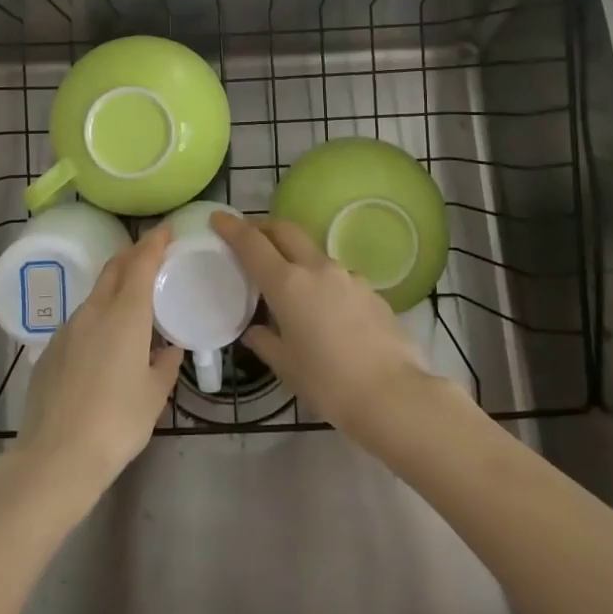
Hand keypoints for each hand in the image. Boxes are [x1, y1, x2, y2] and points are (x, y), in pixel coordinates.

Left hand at [7, 225, 183, 506]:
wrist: (55, 457)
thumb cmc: (116, 423)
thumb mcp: (154, 396)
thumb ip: (165, 366)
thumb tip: (169, 349)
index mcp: (125, 315)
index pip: (141, 263)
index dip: (154, 242)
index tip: (166, 230)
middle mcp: (94, 312)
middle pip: (114, 270)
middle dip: (133, 256)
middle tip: (151, 256)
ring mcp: (67, 330)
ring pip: (95, 296)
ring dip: (114, 289)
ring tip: (131, 305)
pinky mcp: (49, 351)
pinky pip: (79, 323)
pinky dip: (96, 319)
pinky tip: (103, 346)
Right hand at [212, 212, 438, 440]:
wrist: (393, 394)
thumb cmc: (328, 383)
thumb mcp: (286, 366)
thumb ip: (265, 341)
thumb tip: (256, 330)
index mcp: (288, 284)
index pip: (253, 243)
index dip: (233, 228)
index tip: (219, 218)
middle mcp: (317, 269)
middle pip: (285, 231)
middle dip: (264, 227)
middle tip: (250, 236)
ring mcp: (348, 276)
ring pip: (313, 253)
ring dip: (295, 255)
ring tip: (288, 282)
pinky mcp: (371, 290)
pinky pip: (337, 276)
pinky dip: (322, 281)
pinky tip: (325, 310)